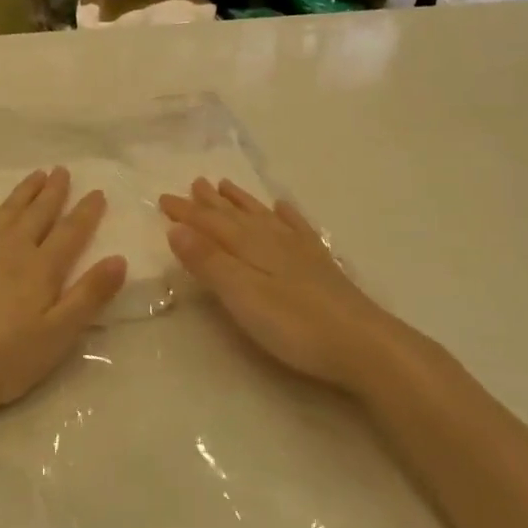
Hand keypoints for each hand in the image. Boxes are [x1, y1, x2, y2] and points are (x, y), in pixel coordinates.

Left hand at [0, 168, 126, 427]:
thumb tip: (119, 258)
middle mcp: (12, 248)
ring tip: (36, 174)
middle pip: (38, 213)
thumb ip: (89, 296)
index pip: (71, 232)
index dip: (86, 212)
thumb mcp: (57, 335)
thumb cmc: (3, 358)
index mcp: (41, 268)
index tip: (97, 191)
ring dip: (23, 192)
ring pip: (6, 211)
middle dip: (53, 191)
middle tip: (62, 170)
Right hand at [160, 178, 402, 392]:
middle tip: (192, 184)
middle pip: (234, 217)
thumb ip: (209, 262)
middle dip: (210, 203)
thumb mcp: (242, 296)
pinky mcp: (320, 265)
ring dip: (241, 202)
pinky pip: (297, 228)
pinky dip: (286, 215)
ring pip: (262, 217)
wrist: (364, 343)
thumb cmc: (295, 325)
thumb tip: (176, 228)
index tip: (163, 199)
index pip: (210, 224)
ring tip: (225, 186)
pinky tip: (282, 208)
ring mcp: (299, 250)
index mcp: (249, 247)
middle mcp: (272, 240)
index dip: (186, 213)